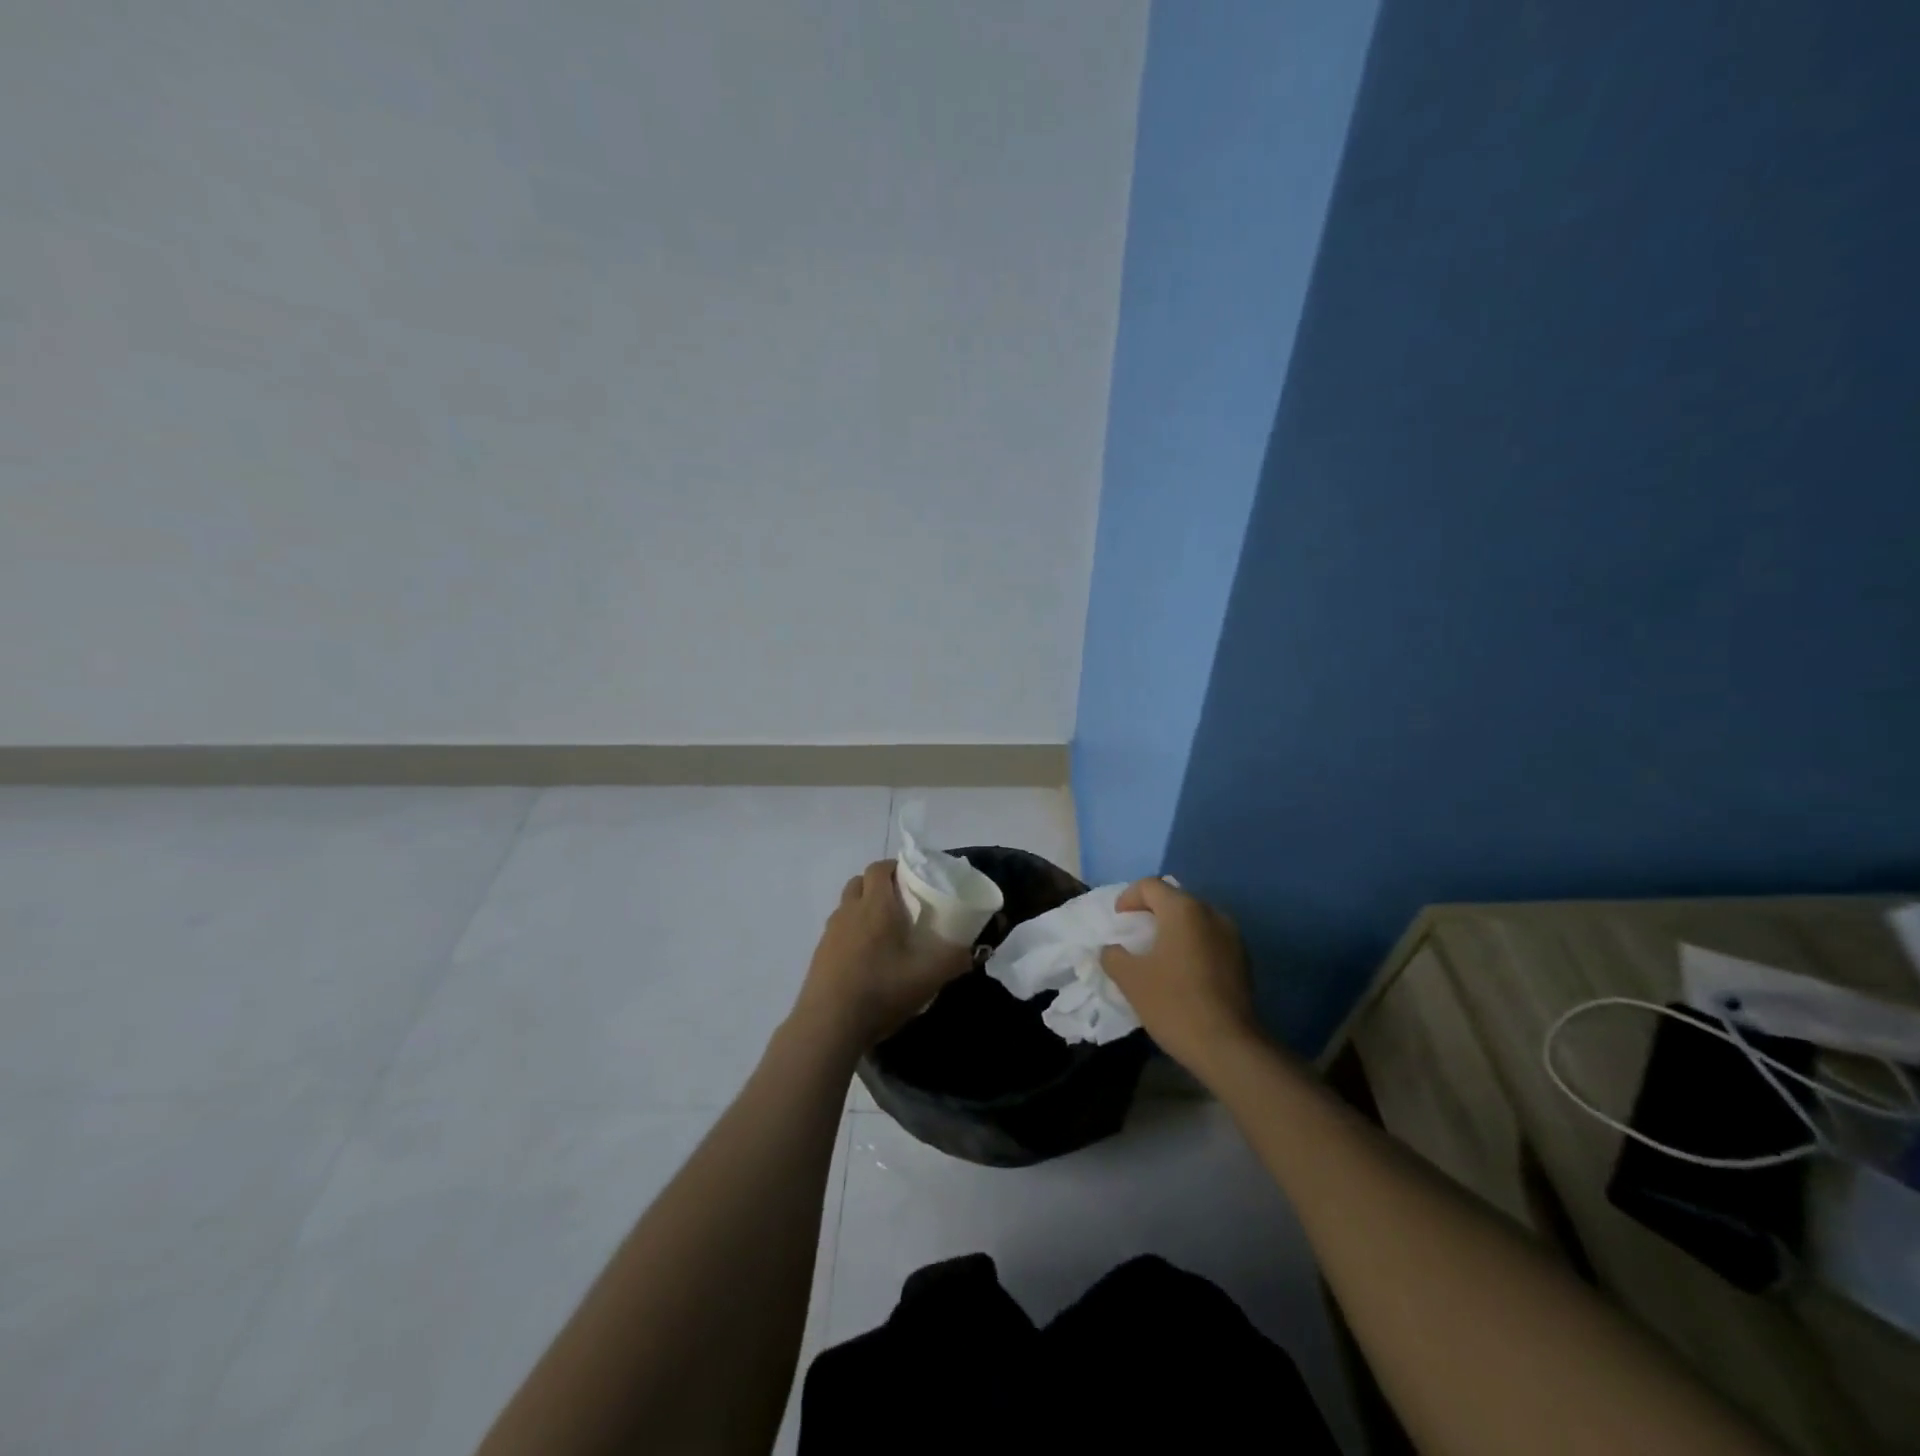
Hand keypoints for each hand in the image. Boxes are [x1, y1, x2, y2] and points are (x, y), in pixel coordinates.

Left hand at [791, 860, 972, 1051]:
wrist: (829, 1025)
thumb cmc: (881, 990)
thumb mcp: (928, 977)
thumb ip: (955, 959)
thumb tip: (973, 951)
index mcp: (875, 905)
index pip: (879, 868)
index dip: (895, 867)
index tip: (914, 879)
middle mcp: (849, 911)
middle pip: (860, 882)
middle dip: (880, 885)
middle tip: (902, 903)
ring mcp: (830, 932)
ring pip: (848, 905)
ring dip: (864, 908)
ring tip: (885, 932)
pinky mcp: (820, 954)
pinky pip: (839, 930)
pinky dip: (852, 932)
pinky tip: (867, 959)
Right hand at [1100, 878, 1262, 1076]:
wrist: (1228, 1047)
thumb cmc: (1173, 1003)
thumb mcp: (1130, 979)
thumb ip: (1113, 956)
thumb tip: (1112, 950)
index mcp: (1184, 910)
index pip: (1151, 886)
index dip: (1128, 897)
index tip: (1118, 920)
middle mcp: (1212, 914)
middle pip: (1175, 899)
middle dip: (1151, 912)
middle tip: (1134, 934)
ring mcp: (1232, 937)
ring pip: (1195, 920)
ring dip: (1174, 930)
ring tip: (1157, 954)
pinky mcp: (1243, 960)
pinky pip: (1210, 939)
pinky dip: (1192, 945)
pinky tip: (1182, 972)